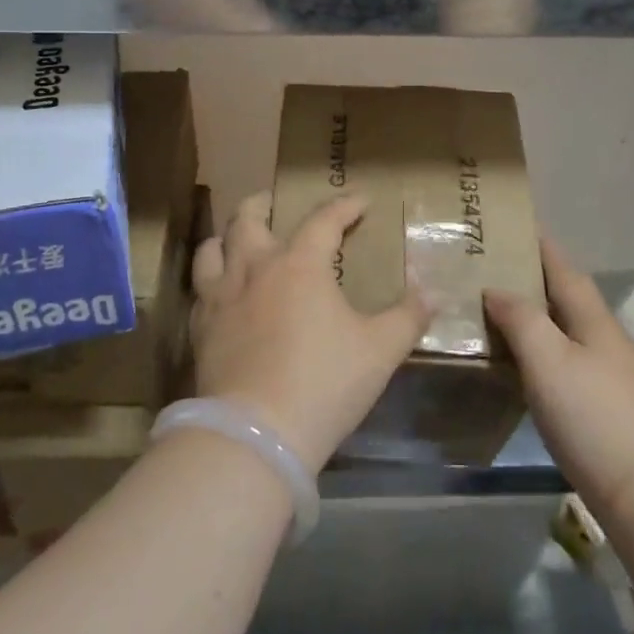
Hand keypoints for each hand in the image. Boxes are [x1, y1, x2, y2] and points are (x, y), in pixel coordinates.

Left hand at [190, 191, 431, 472]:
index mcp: (300, 264)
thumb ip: (408, 316)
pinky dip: (210, 280)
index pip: (323, 220)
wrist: (256, 433)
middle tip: (271, 201)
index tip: (360, 201)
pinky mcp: (201, 327)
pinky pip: (199, 289)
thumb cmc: (324, 383)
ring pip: (213, 247)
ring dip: (226, 237)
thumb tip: (433, 290)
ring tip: (236, 239)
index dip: (344, 206)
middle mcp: (255, 268)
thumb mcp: (380, 350)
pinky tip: (219, 293)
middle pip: (249, 218)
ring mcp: (221, 296)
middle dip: (262, 203)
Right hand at [485, 238, 633, 523]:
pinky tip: (517, 364)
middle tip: (488, 267)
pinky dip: (537, 350)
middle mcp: (604, 340)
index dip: (540, 244)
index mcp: (593, 320)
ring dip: (533, 315)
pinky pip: (562, 361)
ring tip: (493, 310)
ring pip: (563, 330)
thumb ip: (521, 319)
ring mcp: (608, 376)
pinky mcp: (603, 408)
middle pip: (564, 297)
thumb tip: (495, 289)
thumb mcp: (548, 360)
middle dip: (531, 277)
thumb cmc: (593, 417)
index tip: (512, 223)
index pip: (562, 269)